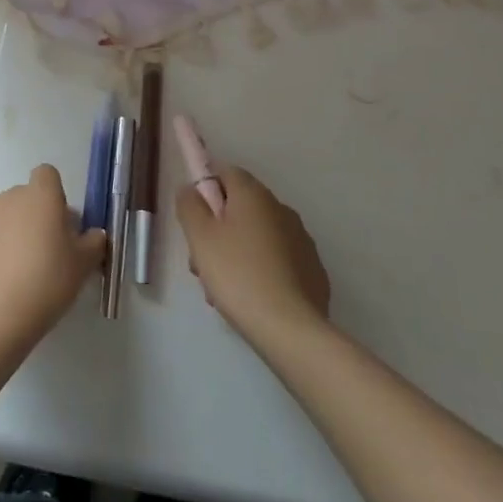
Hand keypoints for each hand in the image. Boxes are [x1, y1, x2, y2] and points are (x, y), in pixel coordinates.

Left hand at [0, 165, 107, 352]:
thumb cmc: (46, 283)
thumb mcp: (83, 266)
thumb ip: (93, 243)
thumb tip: (93, 234)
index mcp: (39, 197)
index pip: (47, 175)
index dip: (55, 195)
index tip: (61, 224)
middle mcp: (7, 199)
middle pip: (23, 199)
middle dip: (33, 219)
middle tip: (44, 255)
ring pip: (0, 221)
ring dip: (9, 237)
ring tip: (18, 277)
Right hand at [177, 165, 331, 345]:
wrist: (290, 329)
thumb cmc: (237, 274)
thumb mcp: (199, 237)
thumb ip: (189, 204)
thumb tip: (191, 188)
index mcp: (254, 194)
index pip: (226, 172)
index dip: (206, 190)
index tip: (196, 219)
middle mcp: (281, 208)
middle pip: (240, 208)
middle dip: (218, 229)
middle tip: (202, 262)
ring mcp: (301, 240)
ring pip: (257, 236)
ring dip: (236, 252)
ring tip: (222, 289)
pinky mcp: (313, 270)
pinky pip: (277, 260)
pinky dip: (261, 270)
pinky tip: (251, 299)